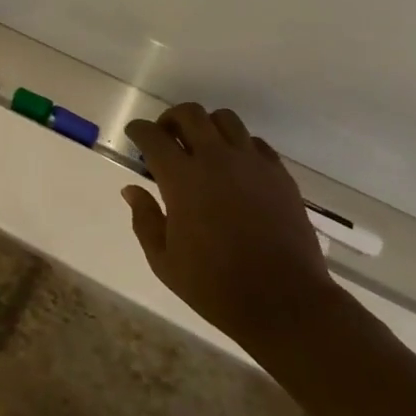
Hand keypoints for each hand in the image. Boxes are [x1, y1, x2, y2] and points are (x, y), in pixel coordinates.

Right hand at [122, 103, 335, 348]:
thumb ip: (145, 220)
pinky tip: (236, 167)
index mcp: (182, 179)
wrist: (284, 301)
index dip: (139, 130)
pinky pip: (255, 142)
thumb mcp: (165, 262)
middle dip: (171, 119)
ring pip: (225, 119)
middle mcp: (216, 159)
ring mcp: (251, 163)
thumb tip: (131, 190)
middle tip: (166, 136)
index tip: (134, 134)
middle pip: (190, 114)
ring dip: (206, 126)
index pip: (153, 136)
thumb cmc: (216, 286)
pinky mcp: (279, 173)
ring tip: (202, 146)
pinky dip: (239, 145)